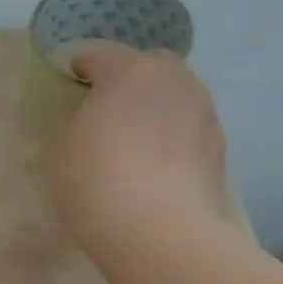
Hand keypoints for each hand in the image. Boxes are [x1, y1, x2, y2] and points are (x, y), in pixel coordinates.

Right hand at [51, 44, 231, 271]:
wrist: (158, 231)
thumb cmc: (96, 180)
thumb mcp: (62, 147)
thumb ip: (78, 120)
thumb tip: (92, 116)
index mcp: (129, 71)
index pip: (99, 53)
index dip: (80, 64)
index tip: (69, 80)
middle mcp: (174, 80)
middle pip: (149, 65)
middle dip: (128, 79)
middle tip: (107, 108)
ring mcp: (203, 112)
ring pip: (175, 96)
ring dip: (155, 108)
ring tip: (134, 140)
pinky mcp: (219, 147)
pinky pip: (188, 129)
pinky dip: (172, 137)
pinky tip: (156, 166)